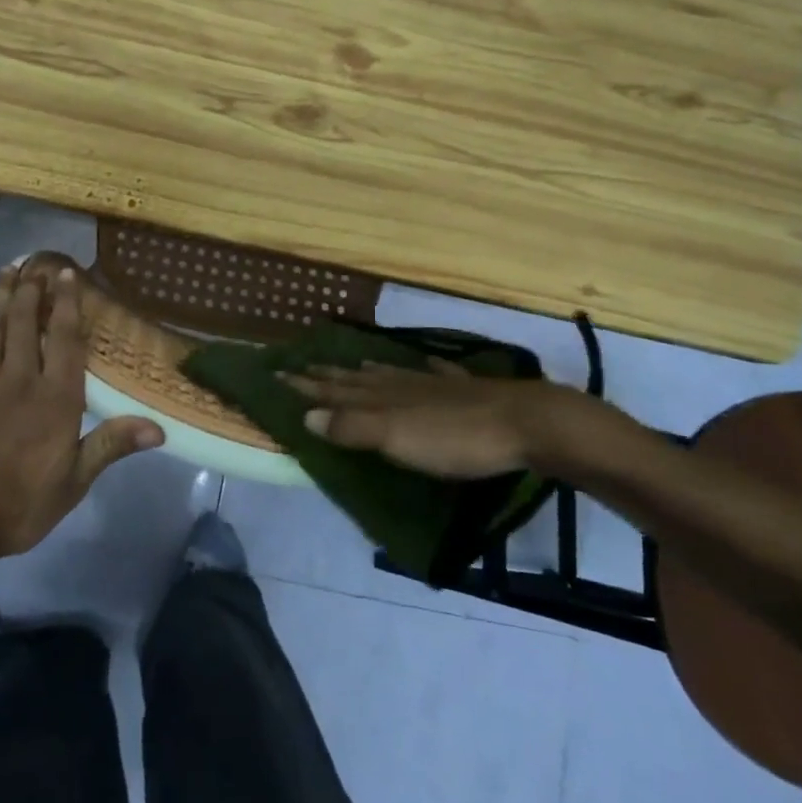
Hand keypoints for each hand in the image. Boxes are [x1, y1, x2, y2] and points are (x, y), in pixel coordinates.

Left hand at [0, 264, 164, 574]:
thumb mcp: (73, 483)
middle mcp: (18, 380)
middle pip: (23, 323)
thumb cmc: (17, 506)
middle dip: (30, 290)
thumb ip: (111, 445)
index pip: (63, 339)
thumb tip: (159, 427)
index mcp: (54, 399)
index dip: (66, 304)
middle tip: (34, 263)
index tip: (66, 275)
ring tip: (5, 271)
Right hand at [283, 361, 636, 481]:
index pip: (333, 390)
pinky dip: (426, 369)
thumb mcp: (395, 438)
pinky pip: (438, 374)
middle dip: (328, 375)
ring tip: (353, 364)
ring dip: (369, 371)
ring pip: (393, 375)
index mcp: (382, 398)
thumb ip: (352, 427)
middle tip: (303, 364)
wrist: (525, 423)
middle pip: (357, 380)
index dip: (305, 384)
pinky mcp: (468, 391)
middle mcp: (403, 386)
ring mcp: (436, 386)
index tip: (276, 371)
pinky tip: (428, 364)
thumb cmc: (454, 438)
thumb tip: (307, 415)